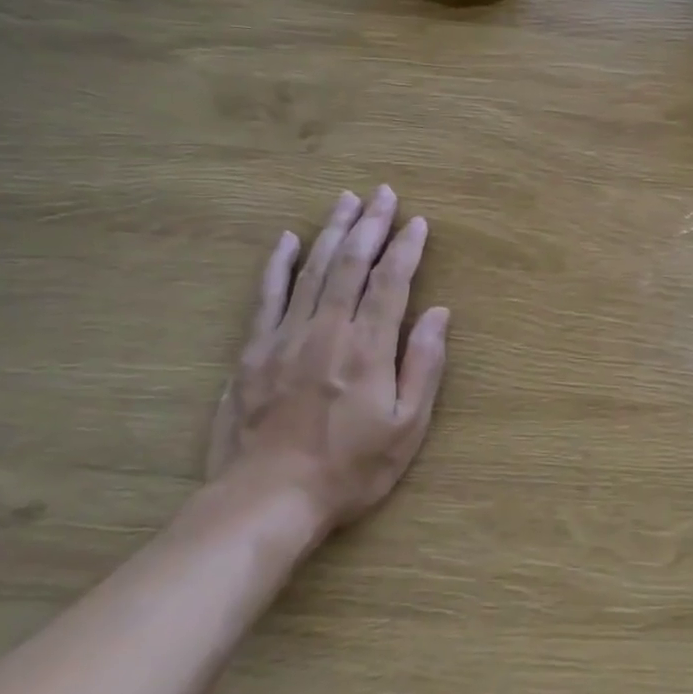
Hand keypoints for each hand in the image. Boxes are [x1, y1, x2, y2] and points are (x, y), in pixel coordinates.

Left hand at [208, 185, 448, 542]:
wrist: (268, 500)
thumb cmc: (350, 468)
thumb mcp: (407, 426)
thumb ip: (424, 365)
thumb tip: (438, 313)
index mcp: (368, 347)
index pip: (391, 282)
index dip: (406, 248)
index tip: (417, 221)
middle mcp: (327, 330)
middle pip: (351, 264)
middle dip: (370, 225)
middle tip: (383, 193)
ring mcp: (285, 337)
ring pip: (312, 270)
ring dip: (332, 231)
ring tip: (346, 200)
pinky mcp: (253, 351)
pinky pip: (267, 296)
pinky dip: (278, 265)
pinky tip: (287, 239)